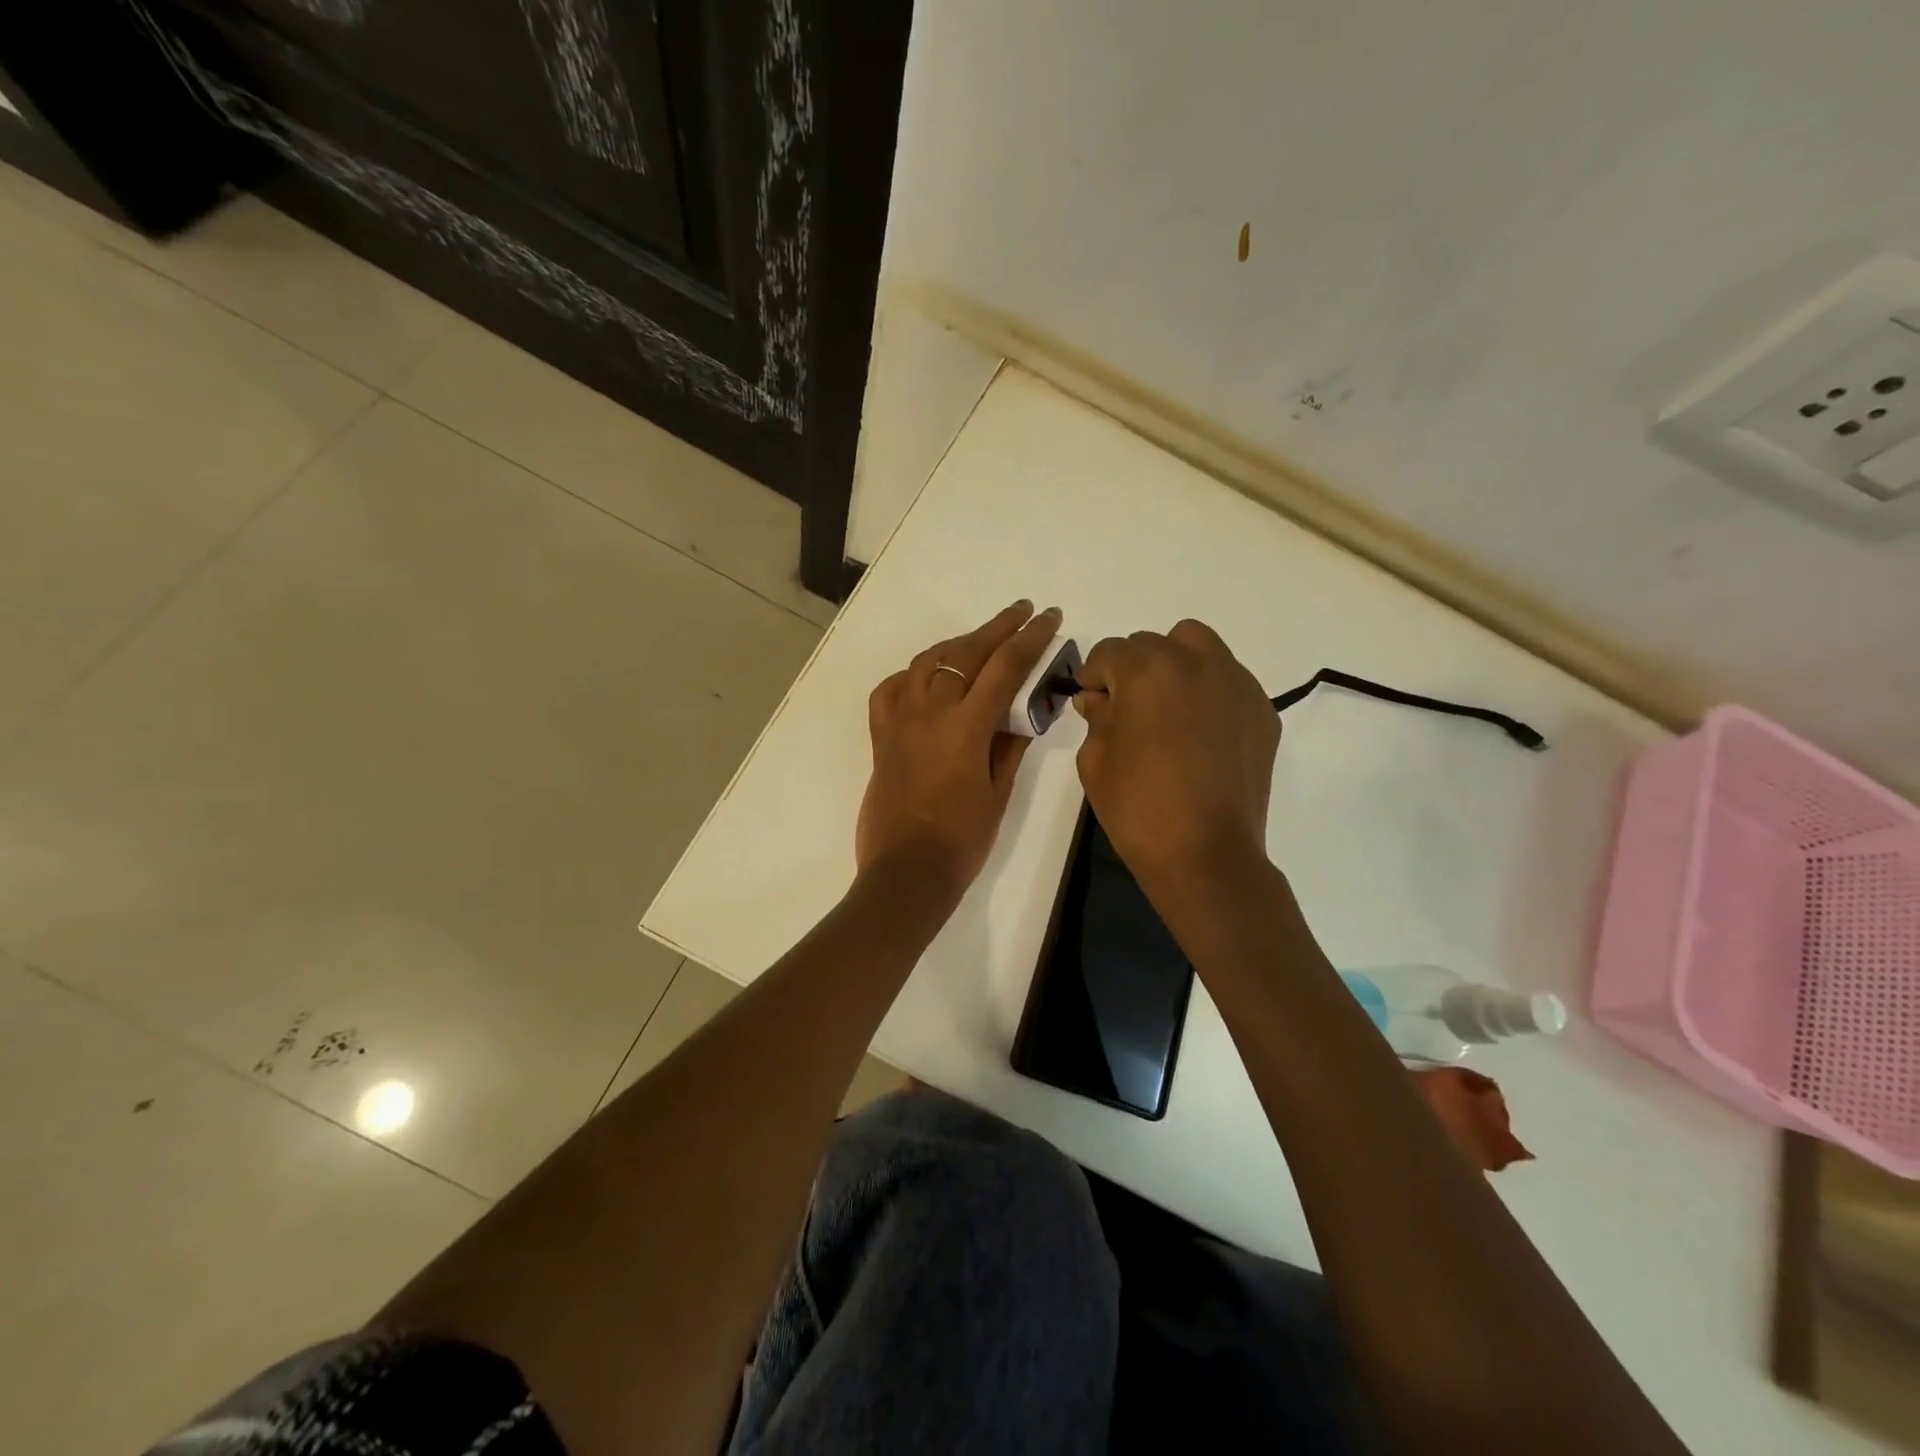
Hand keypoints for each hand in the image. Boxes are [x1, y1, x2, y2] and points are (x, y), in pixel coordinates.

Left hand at [857, 601, 1062, 896]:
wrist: (906, 872)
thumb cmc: (961, 840)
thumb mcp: (998, 793)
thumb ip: (1010, 746)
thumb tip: (1019, 713)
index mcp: (965, 727)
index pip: (1004, 668)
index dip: (1030, 639)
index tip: (1048, 618)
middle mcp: (928, 712)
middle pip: (965, 653)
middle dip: (998, 627)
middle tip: (1022, 612)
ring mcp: (899, 720)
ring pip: (928, 662)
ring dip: (958, 644)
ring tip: (981, 640)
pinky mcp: (880, 735)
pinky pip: (892, 689)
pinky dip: (914, 674)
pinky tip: (929, 677)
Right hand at [1074, 620, 1279, 885]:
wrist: (1207, 854)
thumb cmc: (1139, 808)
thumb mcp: (1095, 761)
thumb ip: (1096, 718)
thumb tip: (1098, 699)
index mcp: (1146, 671)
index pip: (1109, 652)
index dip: (1093, 677)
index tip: (1092, 705)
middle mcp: (1195, 662)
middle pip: (1152, 643)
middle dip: (1132, 669)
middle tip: (1127, 712)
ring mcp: (1235, 683)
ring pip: (1197, 646)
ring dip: (1174, 665)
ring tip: (1168, 709)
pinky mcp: (1261, 710)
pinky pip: (1227, 680)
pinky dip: (1208, 691)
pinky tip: (1201, 733)